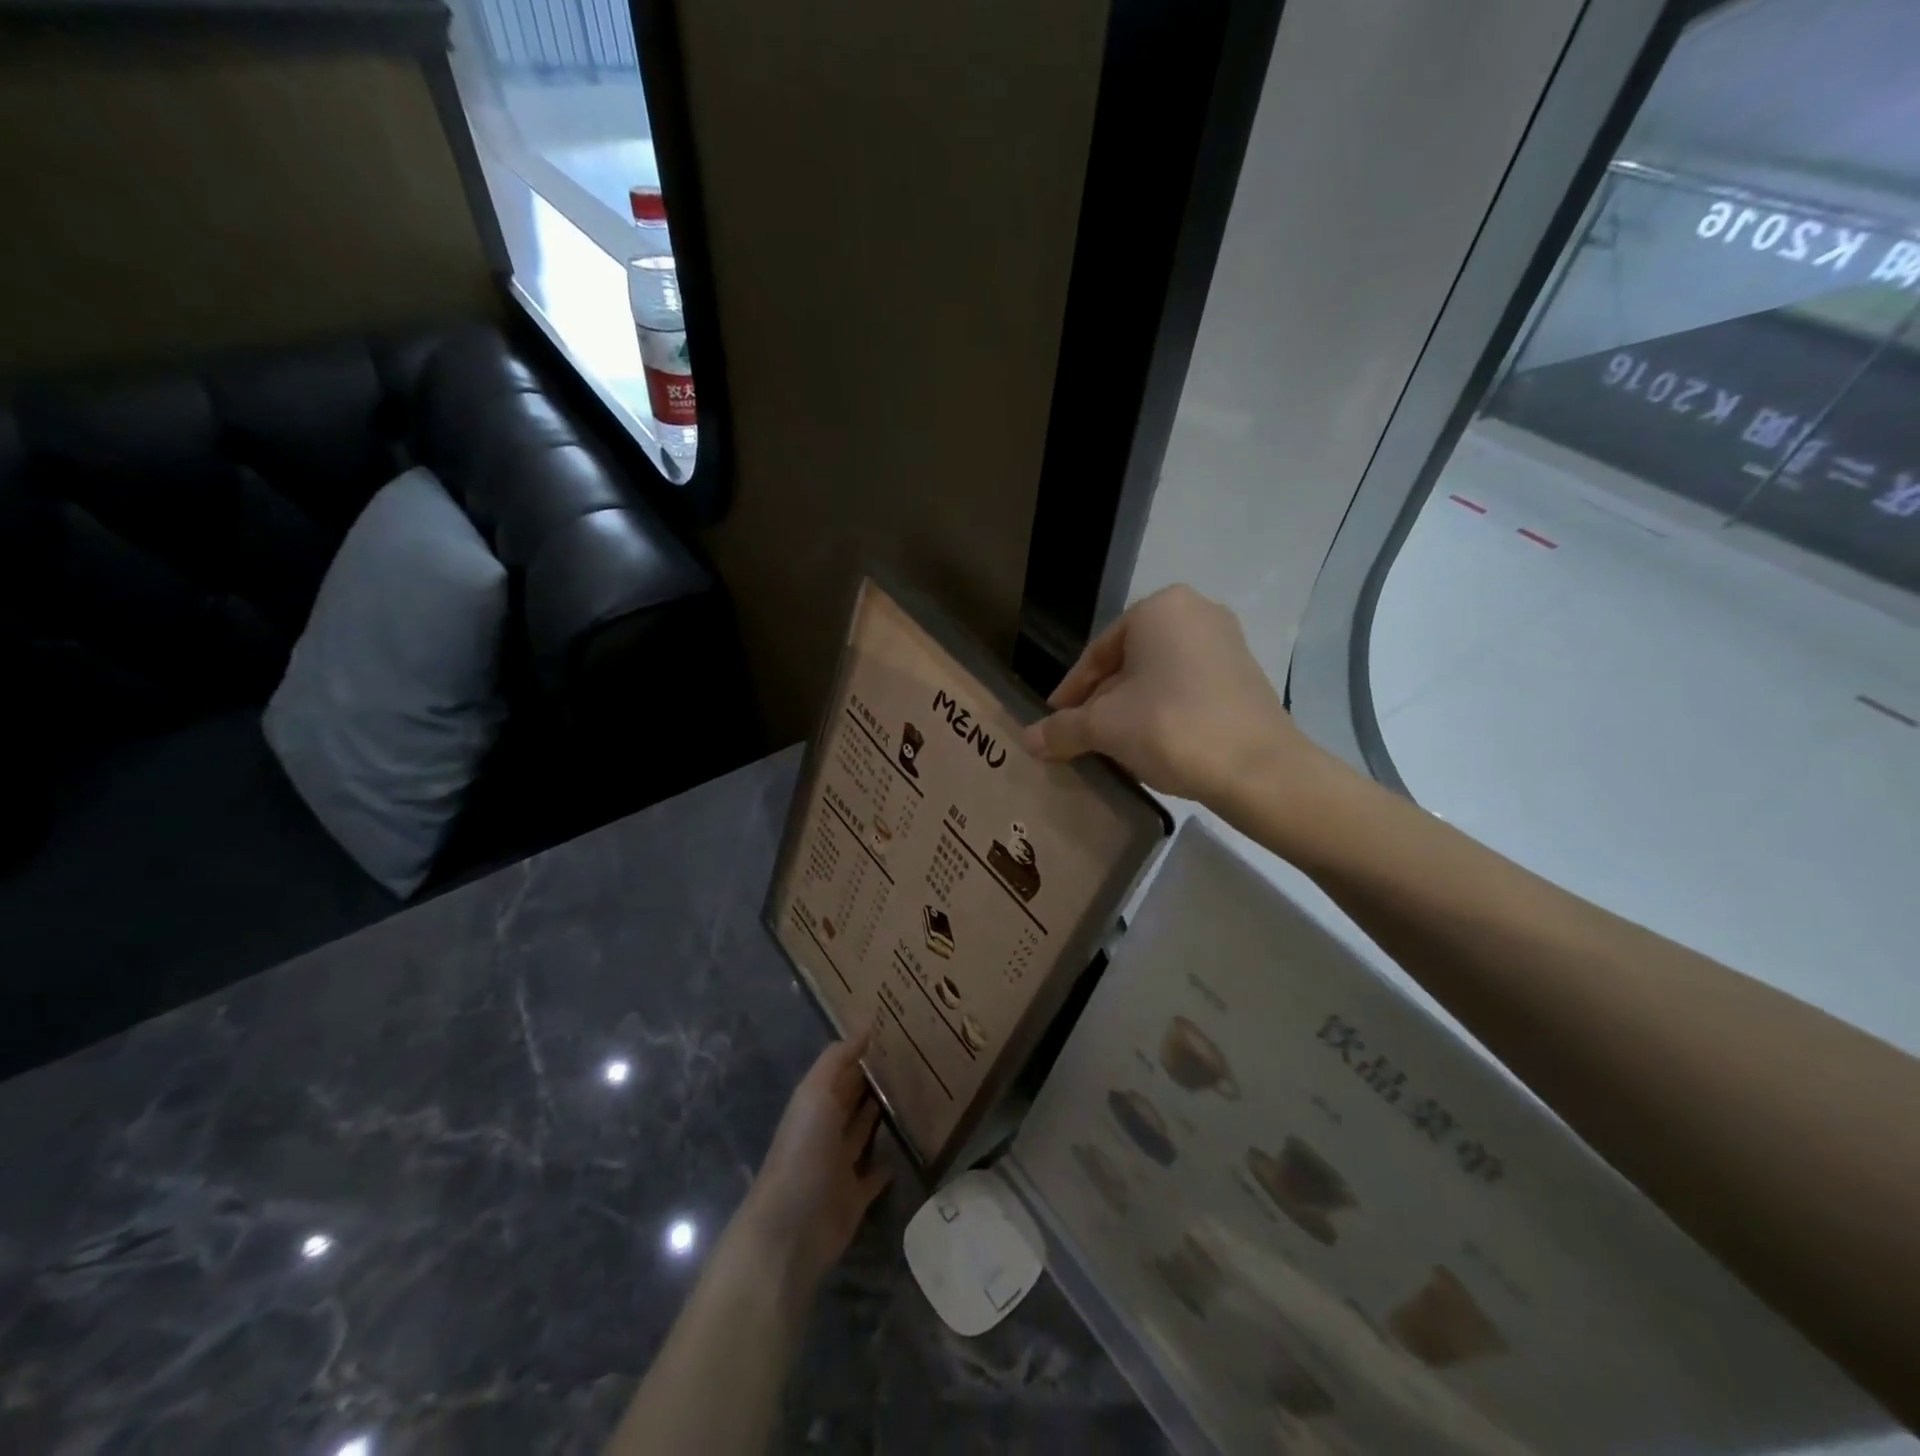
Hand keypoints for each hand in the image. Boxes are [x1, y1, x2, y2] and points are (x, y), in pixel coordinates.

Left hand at [736, 1032, 891, 1293]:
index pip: (841, 1072)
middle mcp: (825, 1131)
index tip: (894, 1033)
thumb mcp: (815, 1094)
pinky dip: (886, 1165)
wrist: (791, 1228)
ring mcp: (839, 1166)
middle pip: (851, 1100)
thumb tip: (865, 1027)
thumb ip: (837, 1060)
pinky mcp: (853, 1198)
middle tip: (912, 1060)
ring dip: (880, 1118)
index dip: (861, 1053)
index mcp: (814, 1104)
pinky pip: (873, 1177)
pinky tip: (906, 1151)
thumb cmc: (803, 1151)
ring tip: (914, 1096)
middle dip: (873, 1082)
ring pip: (862, 1134)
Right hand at [1025, 584, 1327, 807]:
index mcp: (1160, 608)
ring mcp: (1226, 643)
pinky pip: (1186, 687)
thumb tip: (1026, 740)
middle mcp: (1196, 613)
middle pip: (1128, 663)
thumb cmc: (1172, 727)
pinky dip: (1161, 711)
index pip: (1098, 652)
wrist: (1259, 769)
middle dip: (1101, 701)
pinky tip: (1149, 743)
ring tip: (1110, 744)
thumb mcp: (1105, 728)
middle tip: (1079, 734)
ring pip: (1157, 676)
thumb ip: (1063, 729)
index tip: (1054, 720)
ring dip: (1129, 709)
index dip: (1071, 691)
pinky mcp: (1243, 675)